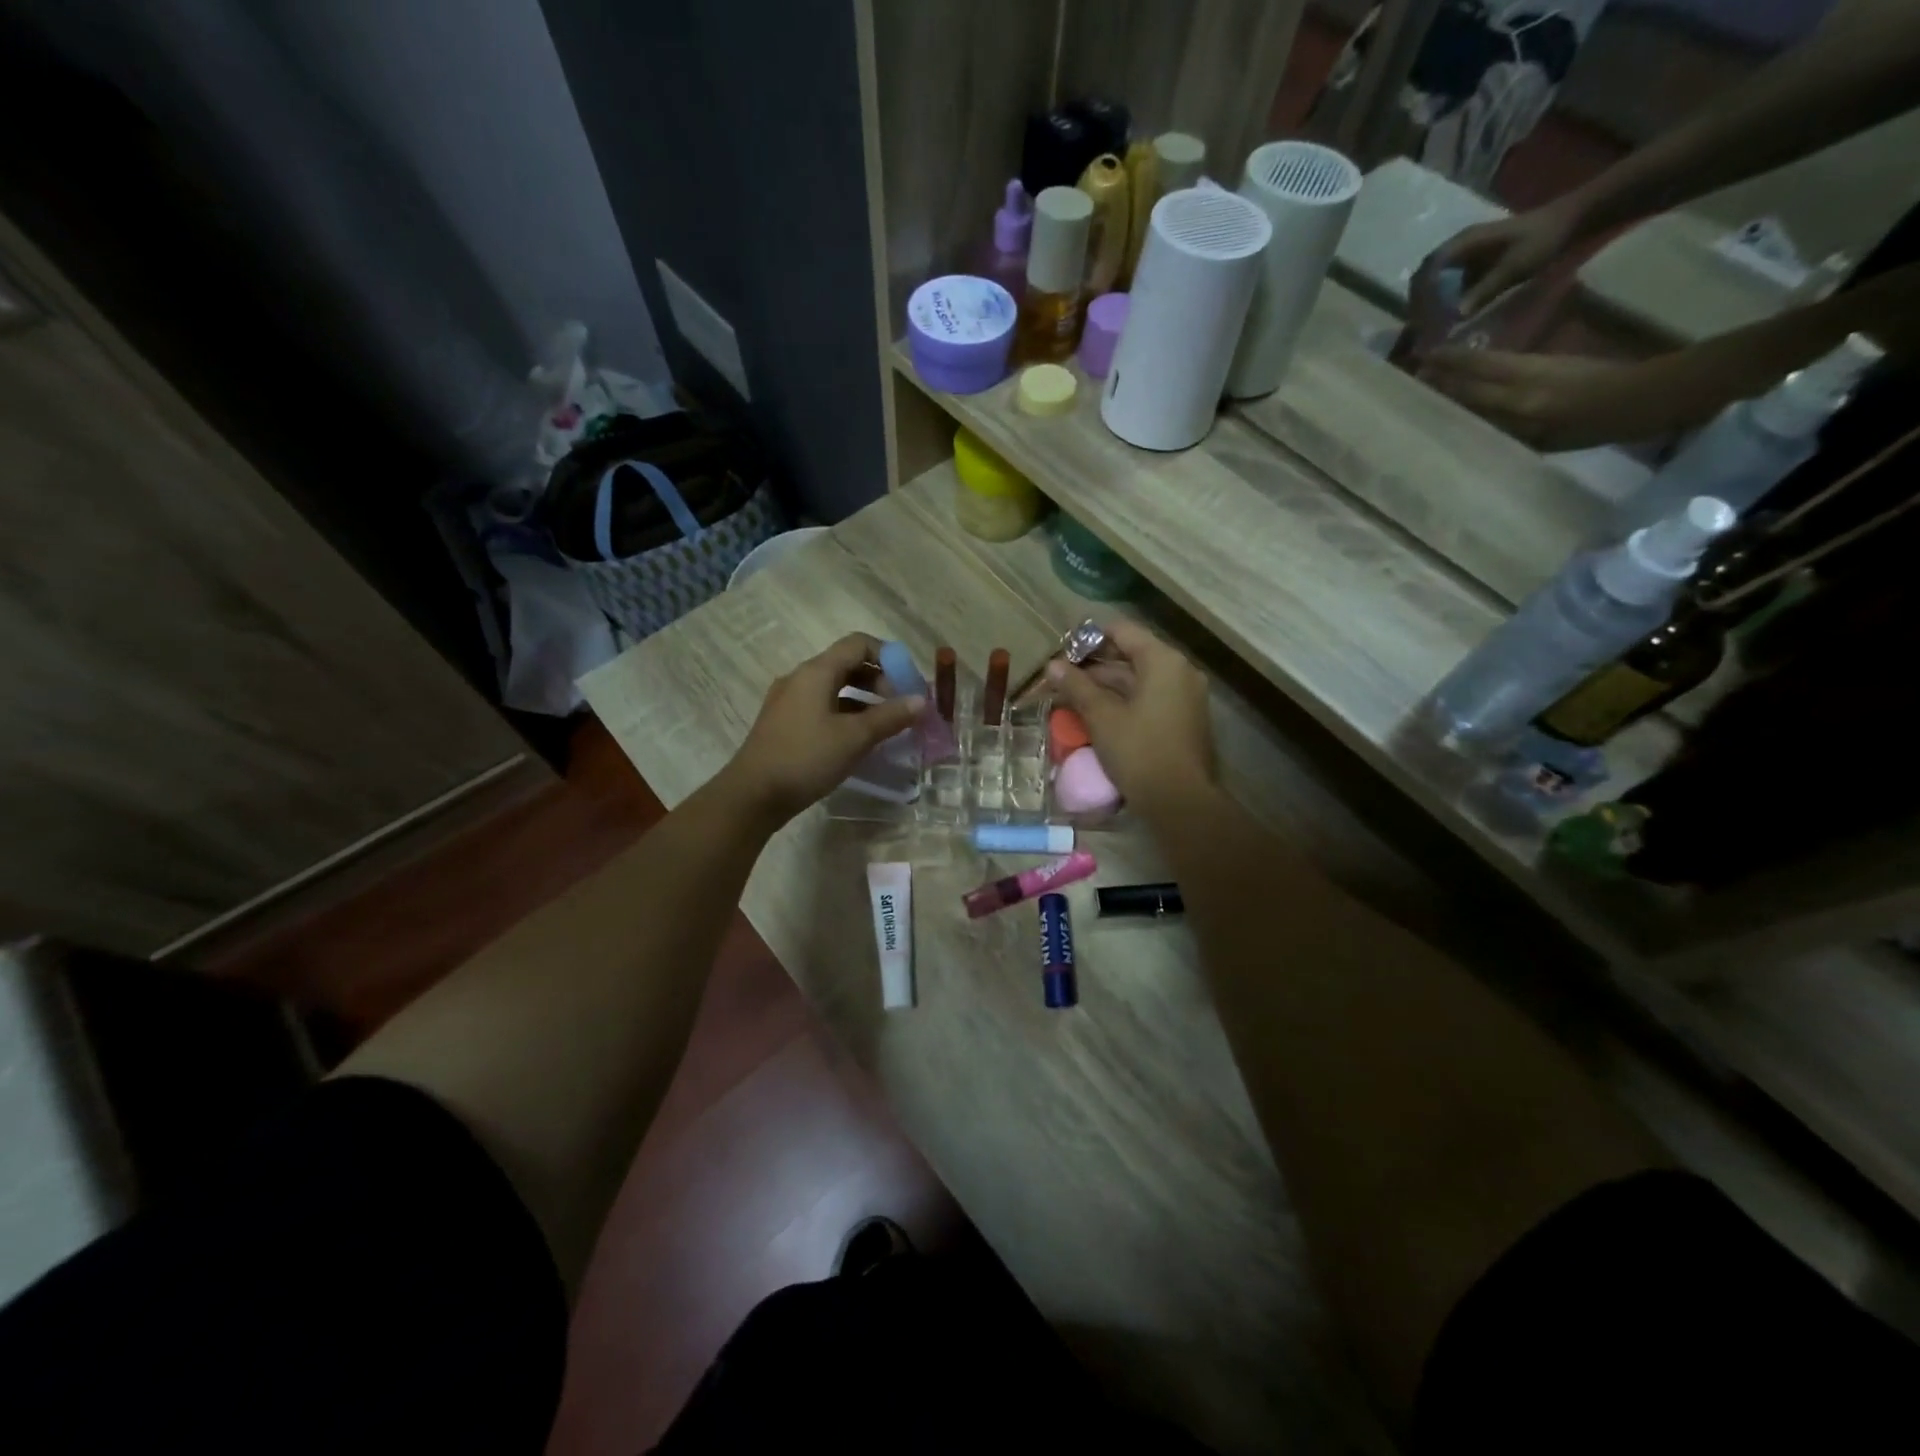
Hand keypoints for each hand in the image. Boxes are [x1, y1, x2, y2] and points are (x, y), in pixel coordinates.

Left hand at [720, 633, 922, 826]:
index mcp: (816, 672)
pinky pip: (822, 706)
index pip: (858, 644)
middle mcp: (801, 678)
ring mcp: (789, 700)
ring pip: (834, 687)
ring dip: (864, 698)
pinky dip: (845, 713)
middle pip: (847, 664)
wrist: (752, 795)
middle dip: (879, 679)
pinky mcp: (785, 722)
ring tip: (885, 724)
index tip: (909, 681)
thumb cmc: (806, 758)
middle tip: (900, 706)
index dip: (889, 656)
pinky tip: (858, 738)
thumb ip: (890, 716)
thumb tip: (921, 700)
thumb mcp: (855, 738)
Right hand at [1046, 618, 1216, 820]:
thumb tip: (1052, 665)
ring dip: (1107, 686)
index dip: (1090, 638)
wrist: (1181, 801)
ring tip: (1072, 698)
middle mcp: (1180, 671)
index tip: (1063, 651)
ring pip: (1139, 680)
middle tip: (1062, 678)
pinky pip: (1150, 698)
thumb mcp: (1101, 717)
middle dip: (1095, 666)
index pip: (1123, 631)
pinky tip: (1097, 715)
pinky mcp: (1184, 719)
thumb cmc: (1139, 752)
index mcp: (1163, 661)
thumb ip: (1077, 687)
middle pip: (1132, 655)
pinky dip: (1124, 701)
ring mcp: (1185, 696)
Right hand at [1417, 347, 1688, 449]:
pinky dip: (1484, 362)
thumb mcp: (1553, 440)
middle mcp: (1525, 382)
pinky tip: (1473, 363)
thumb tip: (1477, 428)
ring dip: (1461, 360)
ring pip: (1490, 363)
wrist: (1652, 395)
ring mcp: (1540, 368)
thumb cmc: (1602, 427)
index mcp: (1524, 403)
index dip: (1442, 385)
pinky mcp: (1552, 362)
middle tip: (1416, 362)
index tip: (1415, 380)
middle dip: (1446, 366)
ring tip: (1435, 358)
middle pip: (1476, 371)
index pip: (1471, 392)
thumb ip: (1514, 432)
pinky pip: (1508, 363)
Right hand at [1426, 198, 1584, 315]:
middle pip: (1425, 278)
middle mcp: (1458, 248)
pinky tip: (1449, 318)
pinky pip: (1450, 285)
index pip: (1427, 271)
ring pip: (1435, 283)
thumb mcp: (1515, 266)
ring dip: (1431, 305)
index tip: (1420, 320)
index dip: (1419, 296)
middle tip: (1422, 329)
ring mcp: (1465, 256)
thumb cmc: (1543, 239)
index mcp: (1463, 243)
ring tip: (1432, 327)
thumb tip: (1456, 316)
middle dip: (1420, 304)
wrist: (1571, 221)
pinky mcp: (1474, 264)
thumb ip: (1485, 290)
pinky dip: (1445, 302)